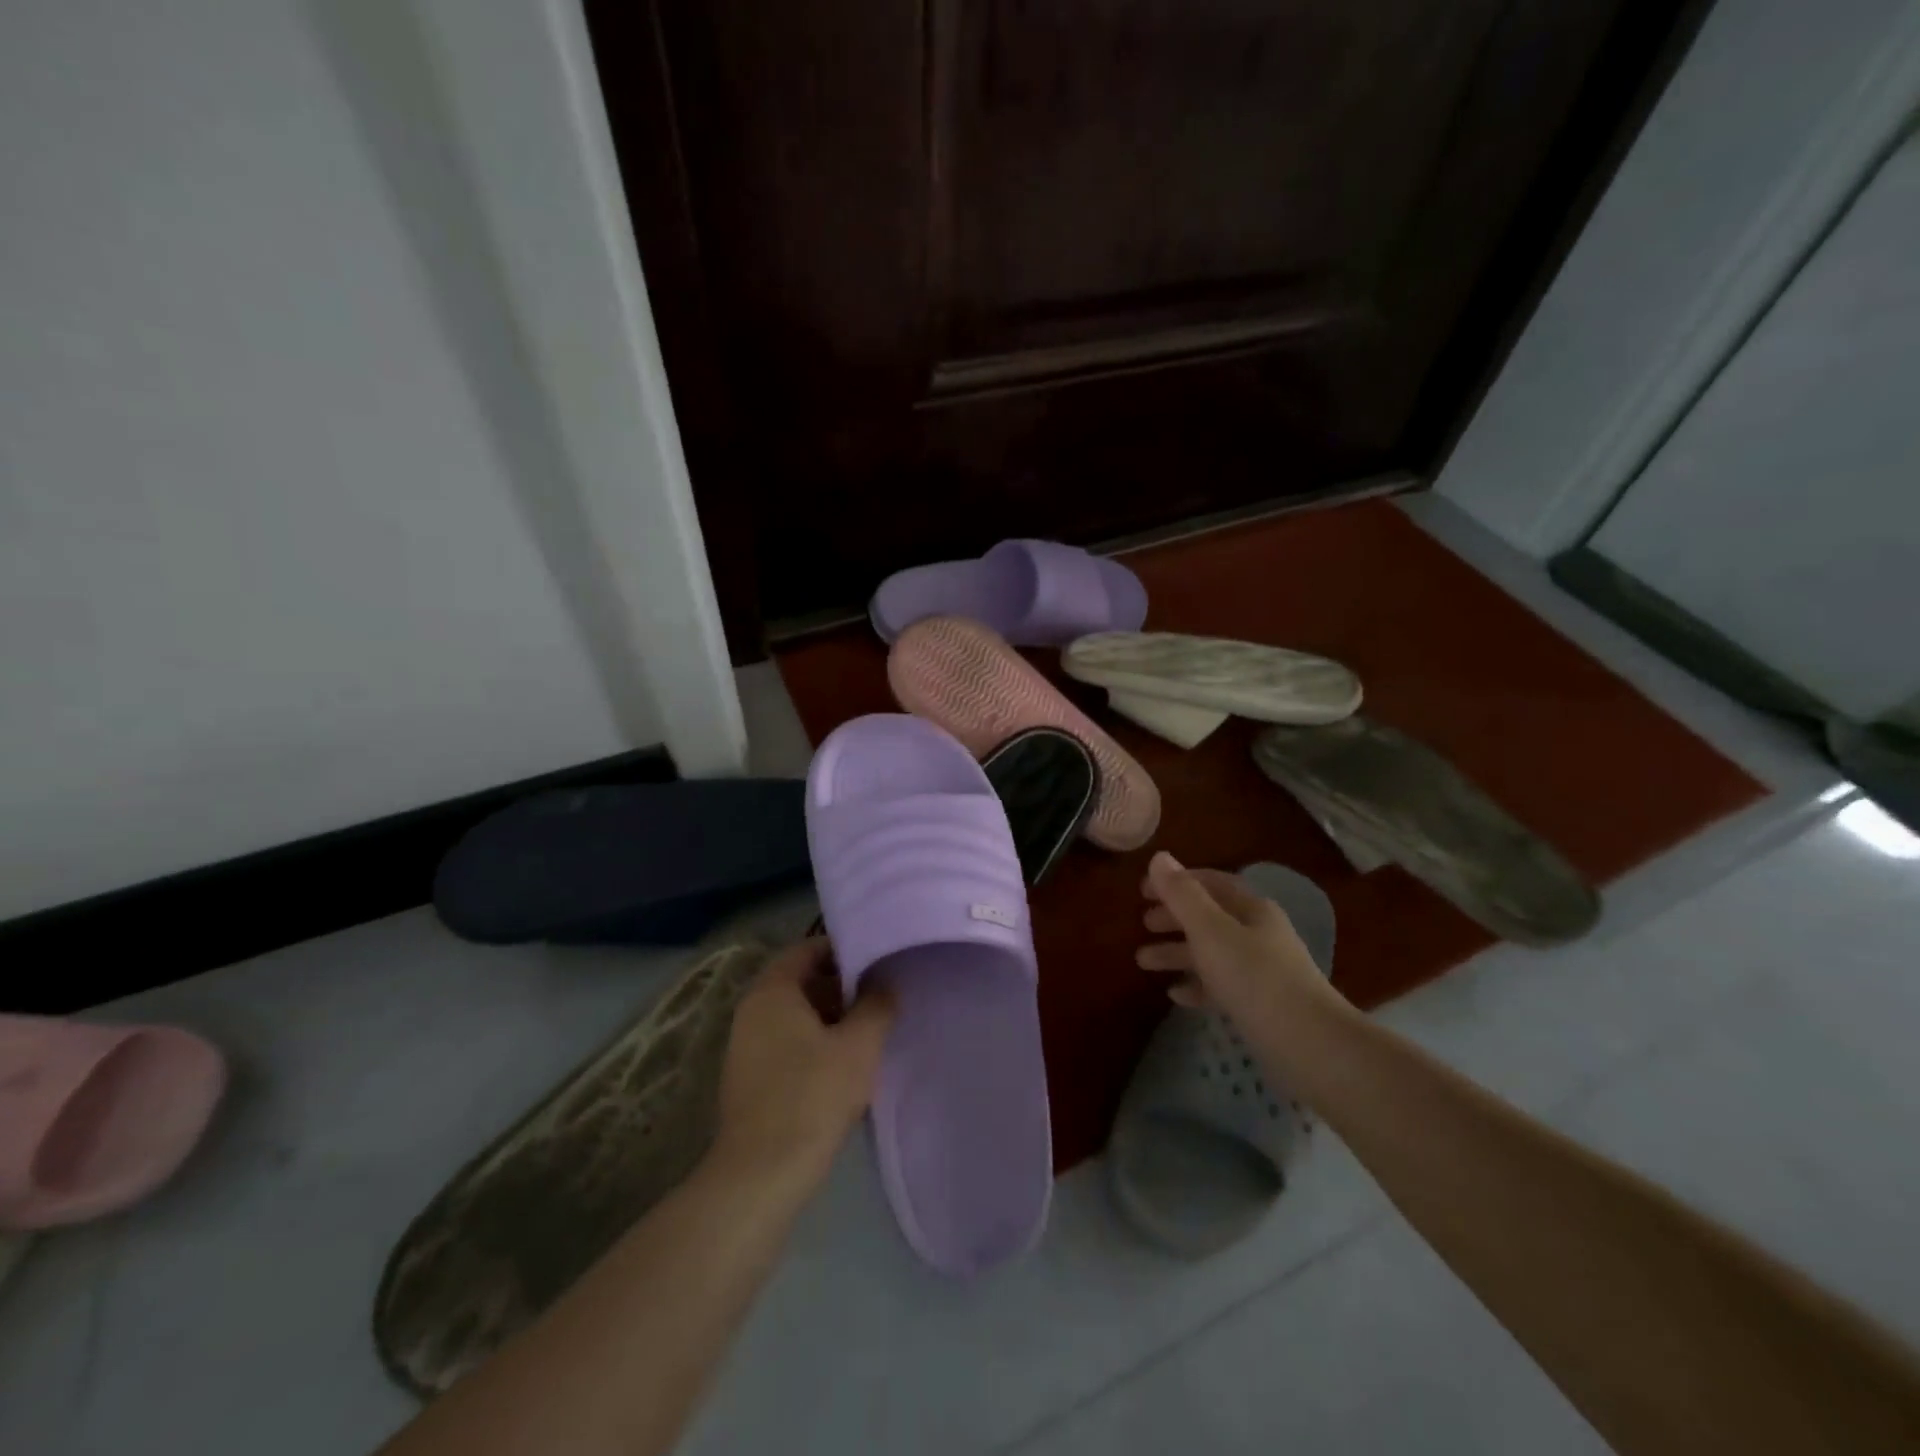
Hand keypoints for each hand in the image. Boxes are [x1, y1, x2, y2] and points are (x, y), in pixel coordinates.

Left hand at [712, 939, 895, 1185]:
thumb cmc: (812, 1096)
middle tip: (880, 995)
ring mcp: (745, 1046)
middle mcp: (752, 1010)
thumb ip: (878, 1005)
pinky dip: (814, 1042)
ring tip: (869, 1029)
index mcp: (772, 991)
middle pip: (801, 981)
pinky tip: (844, 1064)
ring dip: (830, 1016)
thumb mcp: (859, 1046)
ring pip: (795, 1014)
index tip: (877, 959)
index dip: (844, 949)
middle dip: (840, 985)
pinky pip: (786, 1042)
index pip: (808, 949)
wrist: (760, 1176)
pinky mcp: (749, 1078)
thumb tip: (885, 984)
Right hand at [1136, 852, 1344, 1033]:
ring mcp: (1261, 970)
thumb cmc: (1255, 978)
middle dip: (1174, 918)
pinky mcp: (1260, 1004)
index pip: (1211, 882)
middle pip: (1209, 917)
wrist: (1310, 1045)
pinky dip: (1196, 985)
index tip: (1142, 890)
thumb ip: (1182, 895)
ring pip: (1211, 952)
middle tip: (1142, 923)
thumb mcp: (1210, 931)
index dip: (1176, 882)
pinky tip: (1175, 995)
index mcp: (1251, 909)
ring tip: (1142, 961)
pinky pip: (1220, 986)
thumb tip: (1159, 857)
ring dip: (1177, 952)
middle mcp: (1258, 934)